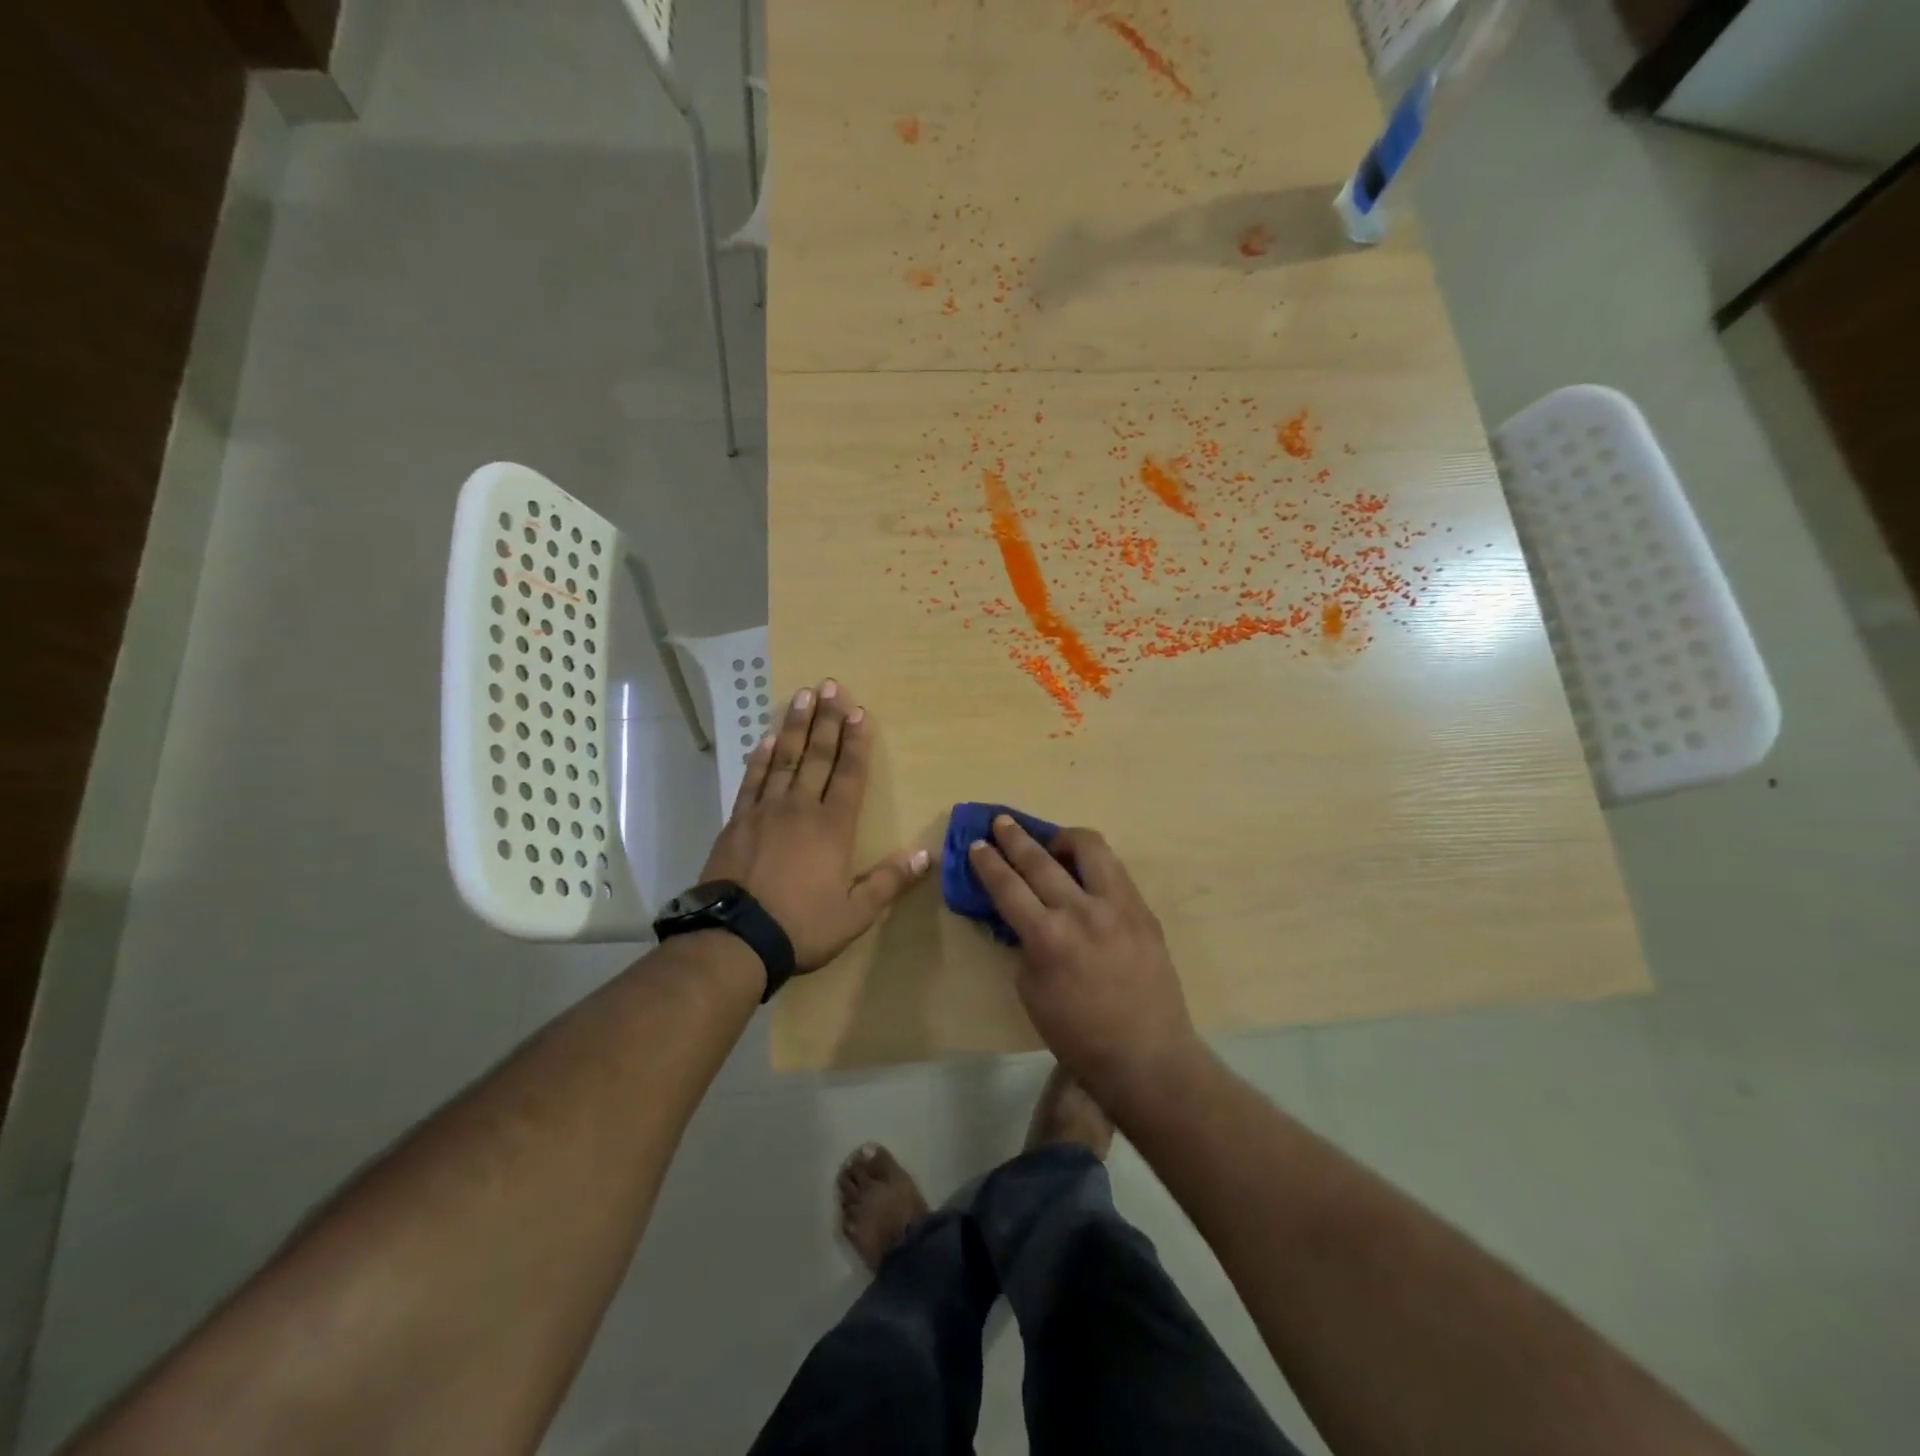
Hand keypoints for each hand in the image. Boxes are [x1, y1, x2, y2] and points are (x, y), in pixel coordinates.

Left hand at [700, 680, 928, 973]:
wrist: (735, 939)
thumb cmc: (801, 926)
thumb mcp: (855, 913)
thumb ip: (889, 882)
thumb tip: (926, 854)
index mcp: (833, 827)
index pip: (849, 774)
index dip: (855, 742)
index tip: (858, 711)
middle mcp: (800, 809)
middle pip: (817, 756)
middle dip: (826, 720)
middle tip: (830, 685)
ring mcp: (765, 811)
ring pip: (784, 759)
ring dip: (794, 726)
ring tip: (802, 696)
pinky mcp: (737, 821)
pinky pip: (752, 780)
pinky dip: (761, 757)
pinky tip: (766, 739)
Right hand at [967, 817, 1199, 1106]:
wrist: (1147, 1055)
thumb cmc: (1078, 1035)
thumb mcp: (1031, 992)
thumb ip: (1025, 945)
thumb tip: (1025, 917)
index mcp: (1048, 937)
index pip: (1008, 886)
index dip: (988, 862)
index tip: (977, 844)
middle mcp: (1082, 911)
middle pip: (1041, 859)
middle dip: (1015, 837)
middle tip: (1001, 823)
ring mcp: (1119, 906)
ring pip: (1090, 847)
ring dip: (1063, 838)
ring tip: (1051, 843)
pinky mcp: (1144, 909)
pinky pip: (1114, 870)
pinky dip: (1093, 863)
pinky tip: (1083, 871)